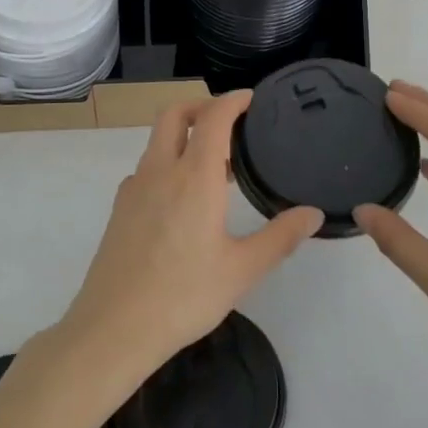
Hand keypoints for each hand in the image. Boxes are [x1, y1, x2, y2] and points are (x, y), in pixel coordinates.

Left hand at [60, 91, 323, 380]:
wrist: (114, 327)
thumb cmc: (184, 296)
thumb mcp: (242, 269)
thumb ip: (280, 237)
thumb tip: (313, 214)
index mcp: (193, 178)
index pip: (213, 119)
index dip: (232, 101)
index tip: (251, 99)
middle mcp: (159, 172)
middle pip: (173, 116)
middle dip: (200, 107)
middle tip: (229, 121)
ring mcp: (133, 189)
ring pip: (157, 142)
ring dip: (184, 137)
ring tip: (215, 166)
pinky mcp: (119, 209)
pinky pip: (146, 170)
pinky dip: (167, 165)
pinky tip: (183, 200)